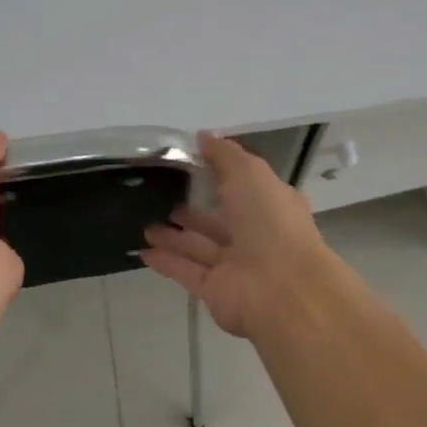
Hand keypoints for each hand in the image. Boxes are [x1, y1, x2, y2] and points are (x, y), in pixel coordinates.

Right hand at [142, 133, 339, 337]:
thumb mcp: (250, 173)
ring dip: (173, 236)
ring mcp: (235, 266)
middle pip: (218, 220)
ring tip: (144, 223)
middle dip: (191, 211)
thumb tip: (204, 137)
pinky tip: (143, 250)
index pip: (243, 187)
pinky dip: (166, 261)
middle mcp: (255, 235)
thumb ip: (225, 155)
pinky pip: (186, 271)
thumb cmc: (271, 223)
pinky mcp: (215, 290)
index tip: (189, 164)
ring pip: (199, 247)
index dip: (220, 175)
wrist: (283, 290)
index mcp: (270, 205)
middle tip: (159, 197)